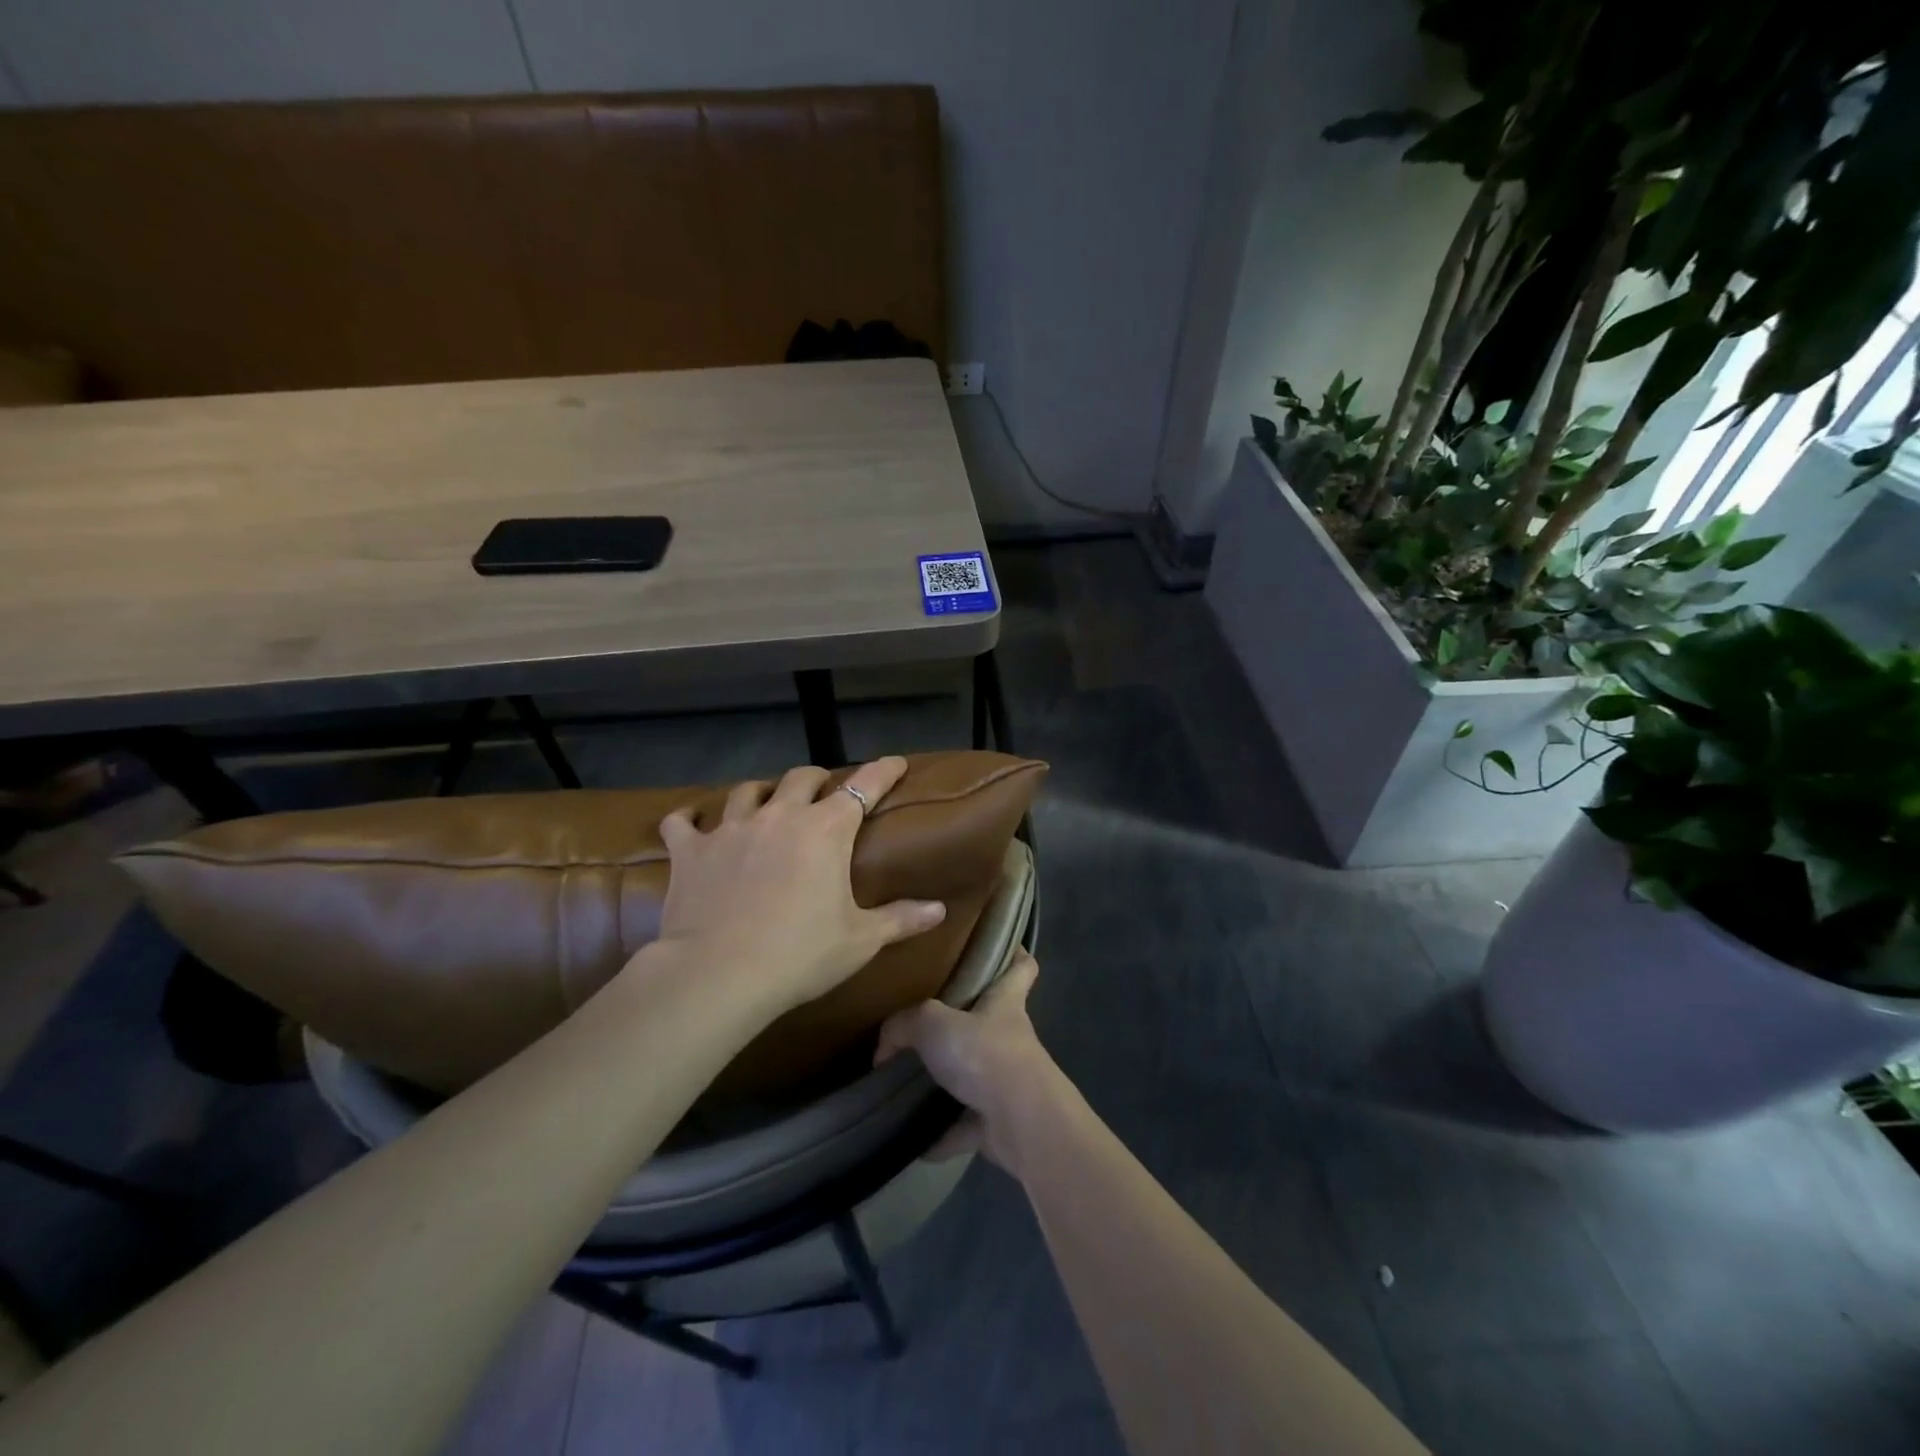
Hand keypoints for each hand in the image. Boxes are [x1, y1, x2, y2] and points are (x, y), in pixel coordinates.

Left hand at [648, 757, 946, 1014]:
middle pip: (801, 778)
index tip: (896, 762)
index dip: (883, 771)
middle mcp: (779, 816)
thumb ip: (901, 919)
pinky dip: (688, 819)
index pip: (864, 786)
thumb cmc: (800, 955)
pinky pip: (682, 823)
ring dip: (761, 792)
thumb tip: (939, 910)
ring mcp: (730, 829)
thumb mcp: (860, 941)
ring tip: (766, 800)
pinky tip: (689, 821)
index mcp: (825, 831)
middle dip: (817, 779)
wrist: (719, 975)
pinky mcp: (691, 851)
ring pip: (747, 790)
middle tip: (823, 793)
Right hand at [875, 949, 1061, 1170]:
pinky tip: (913, 1137)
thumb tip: (883, 1048)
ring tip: (909, 1077)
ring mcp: (1007, 1081)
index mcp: (1004, 1002)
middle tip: (926, 1018)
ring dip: (949, 1080)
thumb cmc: (985, 1054)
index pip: (1020, 966)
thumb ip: (904, 1025)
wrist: (1020, 1122)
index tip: (1000, 945)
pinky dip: (942, 1132)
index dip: (1013, 953)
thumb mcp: (933, 1024)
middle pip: (992, 1020)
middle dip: (965, 1021)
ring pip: (976, 1074)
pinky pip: (963, 1125)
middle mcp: (1010, 1037)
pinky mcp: (998, 1122)